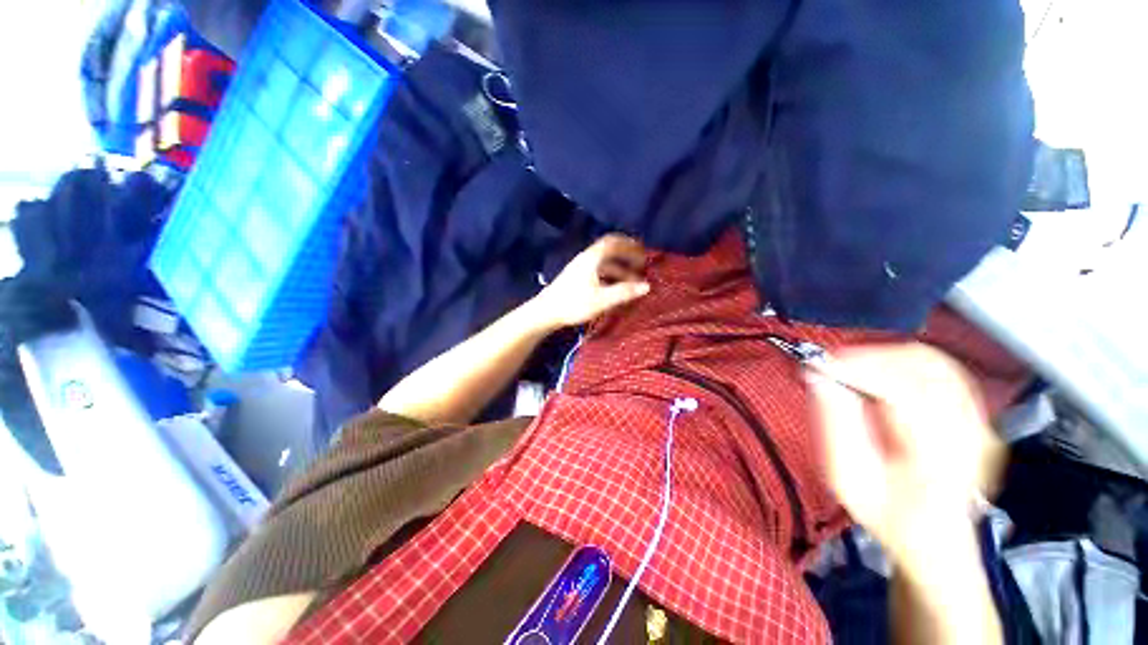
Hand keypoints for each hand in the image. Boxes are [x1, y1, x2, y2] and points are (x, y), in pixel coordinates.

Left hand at [529, 235, 650, 329]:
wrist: (546, 312)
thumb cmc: (574, 304)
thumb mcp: (602, 299)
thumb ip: (624, 292)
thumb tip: (647, 286)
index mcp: (592, 258)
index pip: (613, 242)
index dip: (629, 244)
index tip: (643, 252)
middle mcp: (586, 259)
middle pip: (609, 251)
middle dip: (626, 256)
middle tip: (641, 265)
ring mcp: (580, 269)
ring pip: (604, 263)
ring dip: (619, 269)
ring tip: (632, 281)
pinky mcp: (576, 279)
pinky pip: (598, 272)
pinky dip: (610, 276)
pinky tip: (616, 288)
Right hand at [807, 343, 1003, 568]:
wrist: (935, 540)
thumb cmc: (888, 516)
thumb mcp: (849, 479)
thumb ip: (834, 425)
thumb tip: (819, 378)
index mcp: (937, 457)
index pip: (904, 391)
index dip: (858, 369)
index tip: (821, 364)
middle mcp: (968, 435)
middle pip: (927, 367)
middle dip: (873, 357)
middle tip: (835, 363)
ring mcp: (979, 424)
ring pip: (937, 363)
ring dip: (888, 356)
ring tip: (854, 366)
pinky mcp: (977, 418)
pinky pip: (945, 372)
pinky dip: (908, 364)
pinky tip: (884, 374)